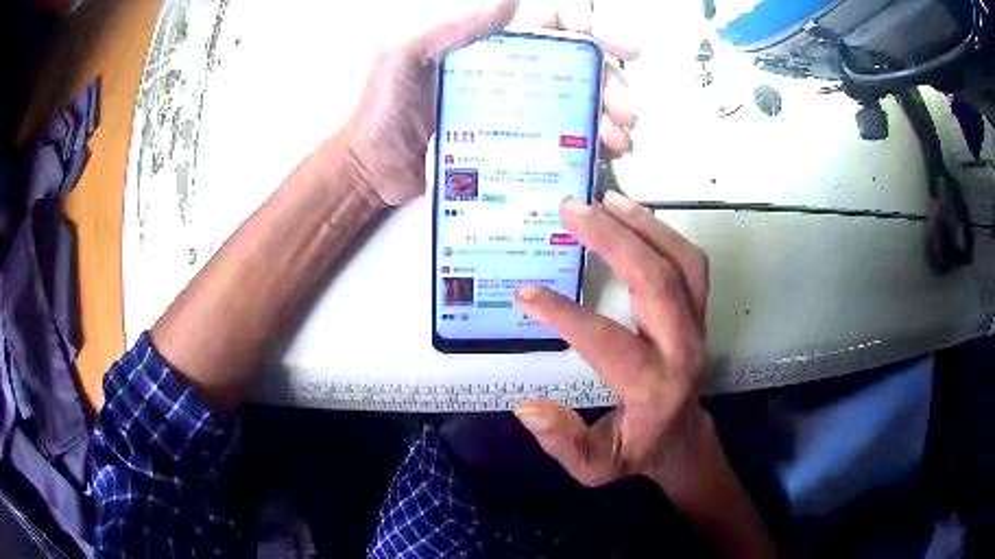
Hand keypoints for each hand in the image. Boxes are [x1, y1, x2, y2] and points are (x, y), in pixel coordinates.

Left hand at [343, 0, 639, 205]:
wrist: (369, 168)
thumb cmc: (378, 111)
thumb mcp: (405, 56)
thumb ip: (451, 27)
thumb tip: (509, 0)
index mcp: (488, 45)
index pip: (552, 28)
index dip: (592, 33)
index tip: (621, 49)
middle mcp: (506, 73)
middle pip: (574, 69)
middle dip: (610, 85)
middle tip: (628, 110)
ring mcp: (510, 110)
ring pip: (572, 105)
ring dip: (604, 119)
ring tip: (619, 139)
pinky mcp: (508, 145)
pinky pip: (554, 141)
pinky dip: (582, 147)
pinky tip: (596, 157)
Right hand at [514, 191, 710, 486]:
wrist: (681, 436)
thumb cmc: (636, 449)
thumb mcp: (594, 467)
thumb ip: (563, 442)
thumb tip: (527, 406)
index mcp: (653, 387)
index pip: (608, 341)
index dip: (565, 315)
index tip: (526, 293)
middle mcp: (683, 349)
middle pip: (658, 282)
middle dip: (613, 241)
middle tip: (571, 211)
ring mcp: (698, 324)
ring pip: (683, 262)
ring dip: (644, 225)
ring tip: (604, 201)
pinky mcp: (700, 311)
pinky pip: (690, 261)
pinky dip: (663, 232)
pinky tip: (631, 215)